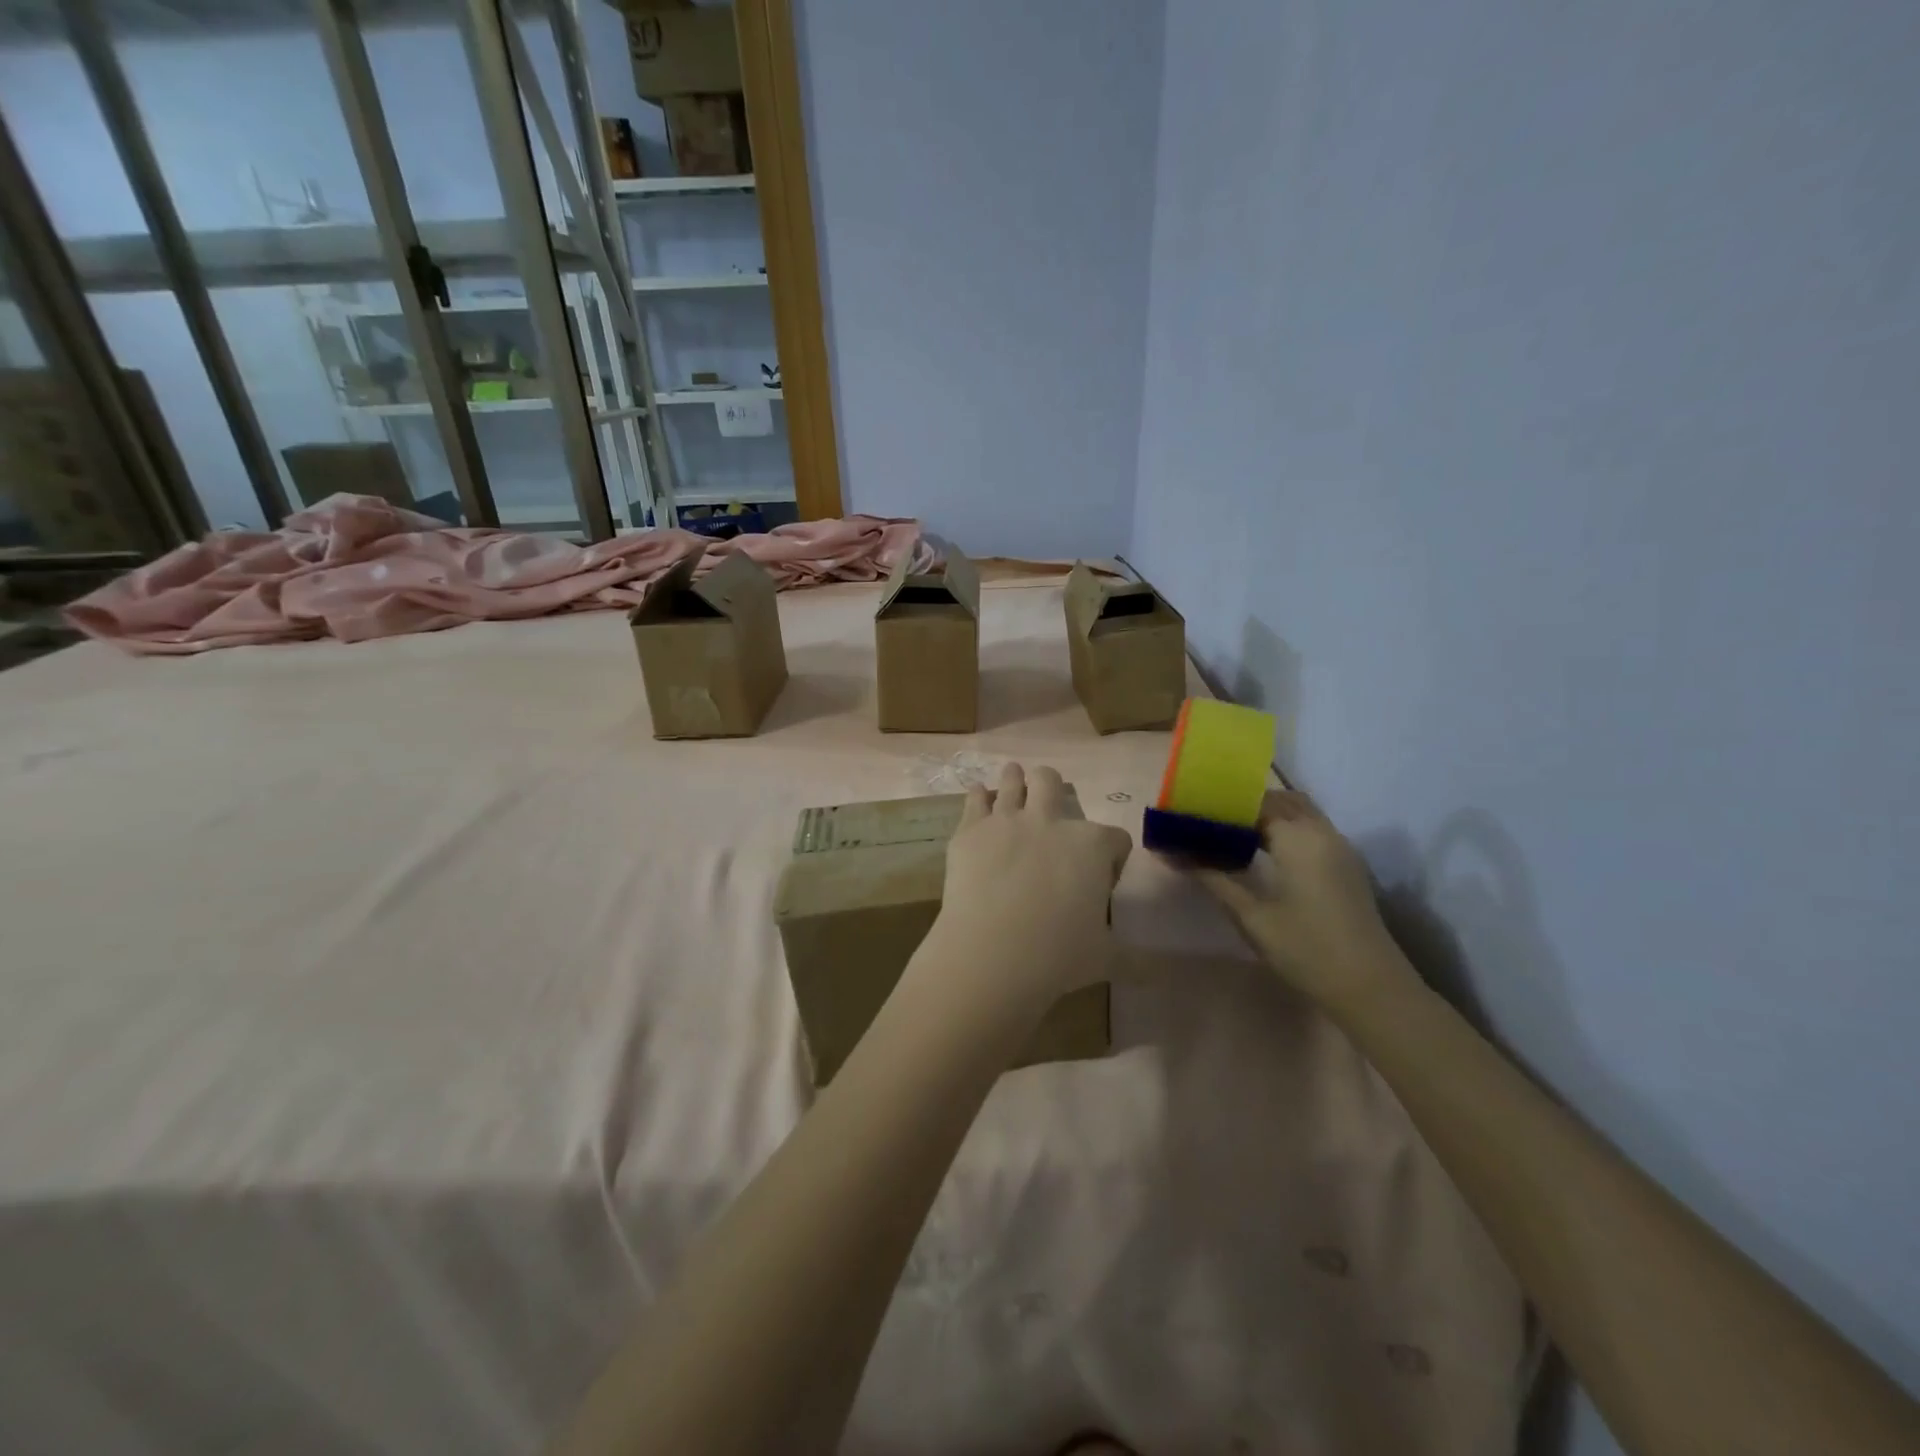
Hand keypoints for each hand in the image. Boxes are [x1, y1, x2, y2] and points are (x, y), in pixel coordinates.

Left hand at [918, 762, 1132, 1015]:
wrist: (992, 954)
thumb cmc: (1058, 956)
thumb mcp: (1107, 957)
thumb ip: (1135, 956)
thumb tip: (1163, 970)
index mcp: (1091, 845)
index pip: (1115, 839)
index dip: (1111, 857)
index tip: (1101, 878)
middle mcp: (1051, 821)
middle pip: (1053, 784)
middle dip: (1054, 790)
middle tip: (1049, 806)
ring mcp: (1007, 820)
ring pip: (1014, 780)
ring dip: (1016, 779)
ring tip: (1015, 779)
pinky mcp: (971, 830)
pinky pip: (975, 799)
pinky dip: (979, 796)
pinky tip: (979, 797)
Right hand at [1197, 790, 1412, 1009]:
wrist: (1371, 988)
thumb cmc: (1306, 950)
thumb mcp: (1251, 916)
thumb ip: (1213, 878)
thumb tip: (1171, 853)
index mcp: (1298, 838)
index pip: (1253, 803)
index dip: (1221, 804)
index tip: (1190, 813)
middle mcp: (1322, 832)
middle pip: (1279, 800)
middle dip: (1244, 805)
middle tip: (1208, 821)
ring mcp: (1339, 847)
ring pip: (1299, 812)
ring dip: (1267, 815)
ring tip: (1231, 834)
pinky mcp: (1346, 864)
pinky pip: (1312, 828)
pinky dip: (1286, 827)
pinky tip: (1263, 852)